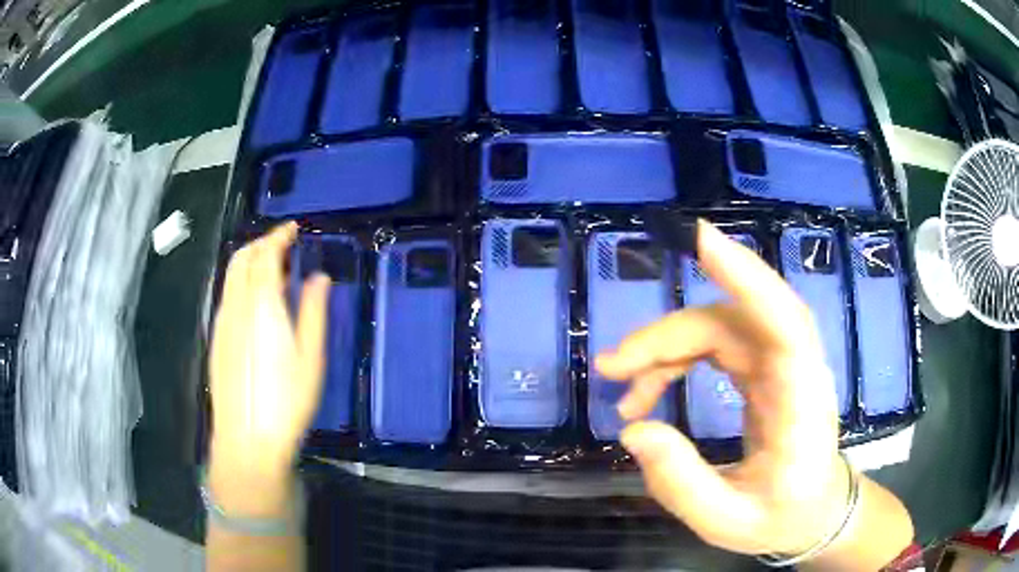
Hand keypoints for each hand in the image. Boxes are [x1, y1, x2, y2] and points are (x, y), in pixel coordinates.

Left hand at [209, 222, 329, 486]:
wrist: (247, 439)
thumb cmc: (285, 401)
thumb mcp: (310, 358)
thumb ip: (314, 312)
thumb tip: (319, 278)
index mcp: (261, 304)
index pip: (265, 254)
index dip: (278, 235)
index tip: (293, 228)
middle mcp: (236, 305)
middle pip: (242, 258)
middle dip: (261, 243)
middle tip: (283, 245)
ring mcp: (222, 322)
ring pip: (231, 275)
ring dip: (249, 261)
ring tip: (272, 271)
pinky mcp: (217, 338)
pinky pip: (227, 295)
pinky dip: (241, 282)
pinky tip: (255, 302)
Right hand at [596, 220, 846, 556]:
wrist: (814, 514)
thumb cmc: (782, 517)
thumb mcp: (726, 521)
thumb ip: (681, 483)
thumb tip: (634, 431)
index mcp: (800, 404)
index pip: (784, 323)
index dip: (745, 276)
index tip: (701, 239)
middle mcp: (794, 370)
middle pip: (731, 322)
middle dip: (668, 336)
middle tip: (611, 368)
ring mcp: (781, 365)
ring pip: (719, 328)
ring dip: (666, 350)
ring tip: (625, 393)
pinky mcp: (766, 371)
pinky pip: (717, 345)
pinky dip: (678, 361)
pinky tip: (649, 392)